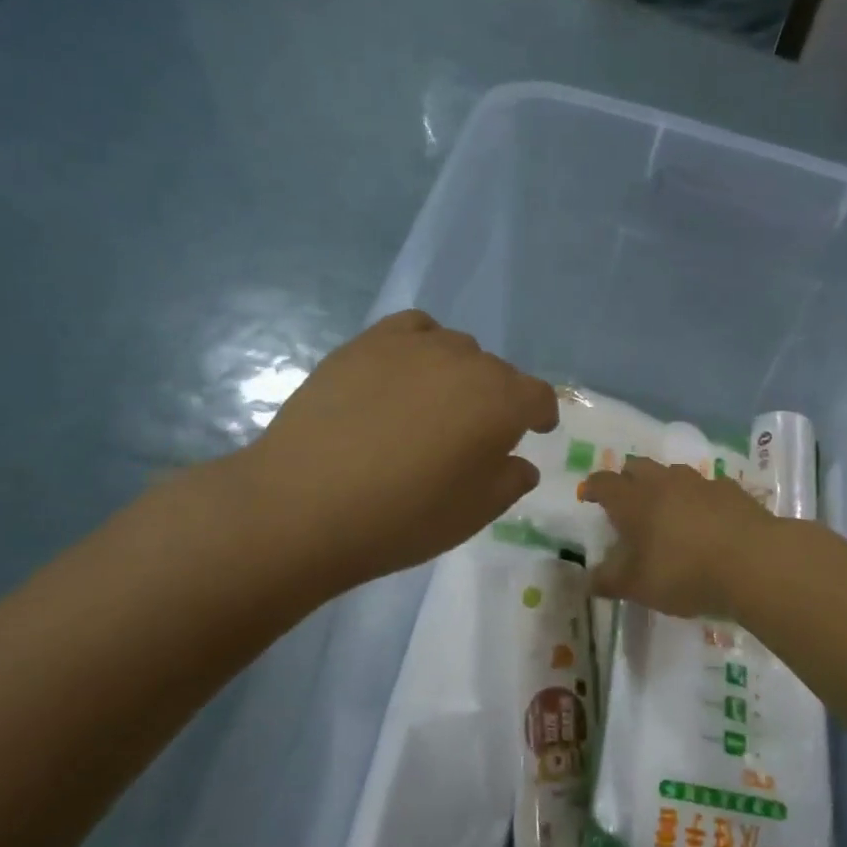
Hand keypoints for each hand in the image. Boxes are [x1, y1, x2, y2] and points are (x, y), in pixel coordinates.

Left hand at [222, 311, 557, 596]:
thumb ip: (510, 481)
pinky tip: (404, 373)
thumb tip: (519, 462)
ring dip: (459, 373)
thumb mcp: (475, 513)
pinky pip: (413, 329)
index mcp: (501, 402)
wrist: (305, 505)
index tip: (535, 431)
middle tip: (473, 435)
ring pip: (456, 348)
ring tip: (435, 404)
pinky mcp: (367, 343)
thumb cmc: (403, 517)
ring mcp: (413, 346)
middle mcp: (465, 361)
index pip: (538, 397)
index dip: (541, 415)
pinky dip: (421, 345)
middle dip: (497, 400)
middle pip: (498, 372)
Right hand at [580, 458, 772, 618]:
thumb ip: (609, 581)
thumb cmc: (684, 573)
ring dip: (663, 484)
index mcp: (634, 501)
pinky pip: (706, 486)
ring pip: (673, 473)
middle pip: (638, 466)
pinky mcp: (731, 490)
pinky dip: (698, 498)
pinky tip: (706, 517)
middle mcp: (663, 482)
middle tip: (625, 500)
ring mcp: (700, 482)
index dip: (593, 487)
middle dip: (627, 478)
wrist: (754, 562)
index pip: (604, 482)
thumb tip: (587, 579)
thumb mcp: (638, 587)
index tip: (587, 494)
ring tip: (666, 508)